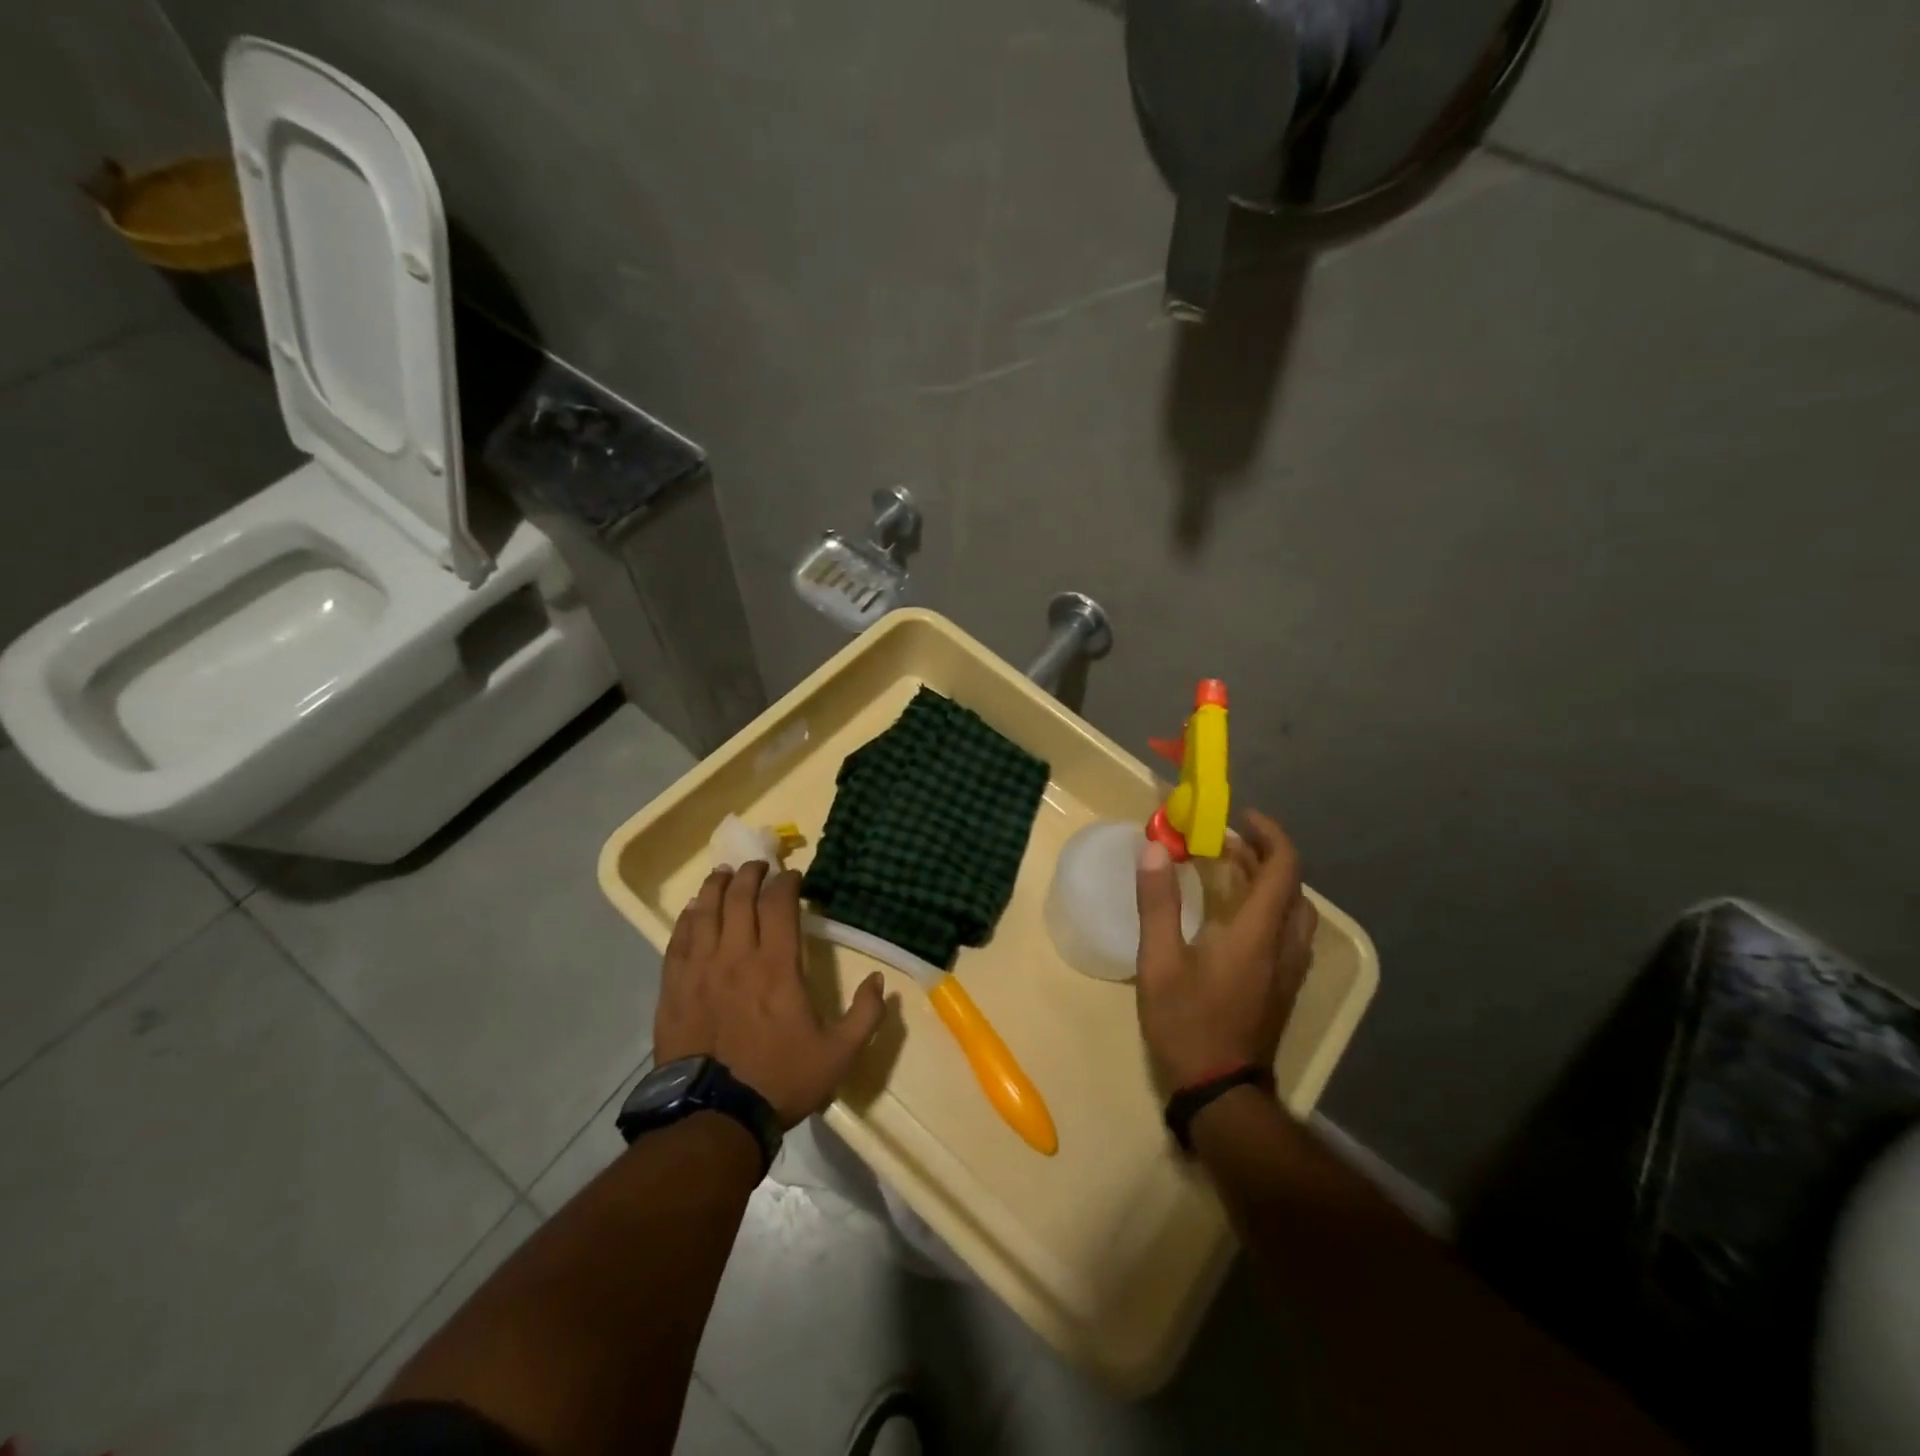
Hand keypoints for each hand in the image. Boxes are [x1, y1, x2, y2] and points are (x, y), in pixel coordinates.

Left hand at [655, 862, 887, 1127]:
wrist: (714, 1118)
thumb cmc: (780, 1080)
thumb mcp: (839, 1054)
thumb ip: (865, 1015)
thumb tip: (880, 981)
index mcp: (776, 966)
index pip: (778, 905)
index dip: (785, 882)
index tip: (792, 876)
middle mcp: (736, 956)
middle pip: (739, 898)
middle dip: (751, 875)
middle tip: (759, 866)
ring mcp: (700, 970)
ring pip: (705, 912)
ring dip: (716, 887)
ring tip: (724, 874)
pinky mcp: (674, 988)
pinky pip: (678, 940)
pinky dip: (688, 919)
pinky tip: (693, 911)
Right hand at [1134, 810, 1317, 1090]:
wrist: (1221, 1094)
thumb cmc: (1188, 1024)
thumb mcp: (1159, 962)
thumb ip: (1157, 902)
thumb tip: (1155, 847)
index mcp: (1260, 933)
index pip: (1283, 868)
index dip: (1269, 834)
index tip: (1240, 818)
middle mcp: (1285, 946)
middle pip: (1292, 887)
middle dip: (1264, 855)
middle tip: (1226, 843)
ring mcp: (1288, 971)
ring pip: (1295, 911)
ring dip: (1269, 882)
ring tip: (1229, 872)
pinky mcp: (1283, 989)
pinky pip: (1288, 933)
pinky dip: (1269, 908)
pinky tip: (1236, 918)